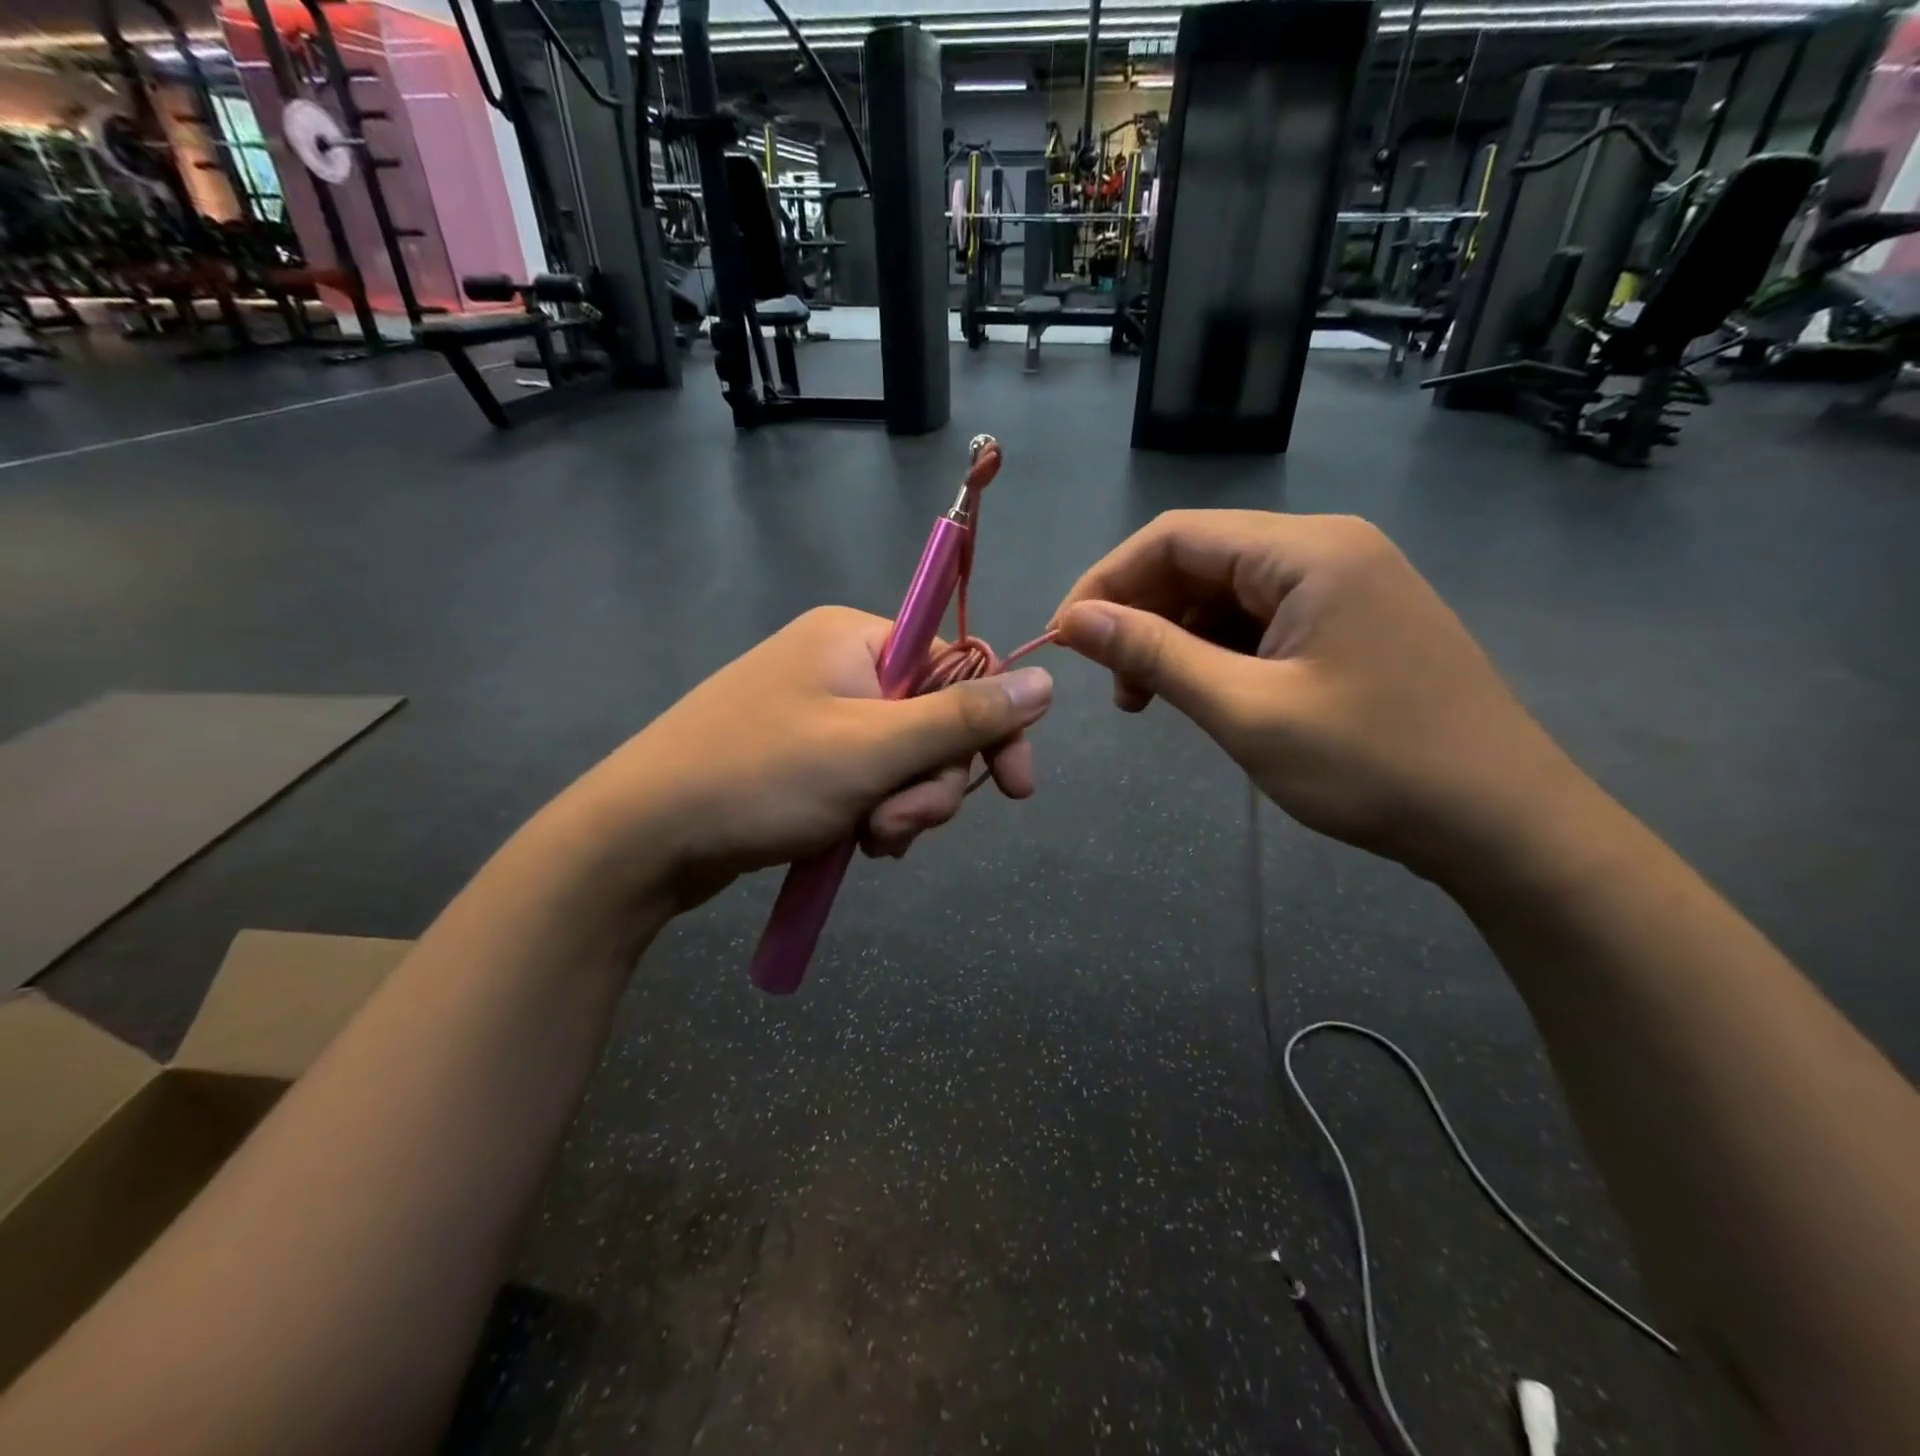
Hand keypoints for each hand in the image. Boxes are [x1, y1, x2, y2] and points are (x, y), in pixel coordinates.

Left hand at [564, 606, 1052, 908]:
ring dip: (903, 807)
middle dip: (929, 783)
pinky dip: (874, 814)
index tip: (1015, 789)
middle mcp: (840, 666)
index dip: (992, 728)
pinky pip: (869, 781)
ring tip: (870, 841)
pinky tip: (856, 844)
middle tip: (898, 825)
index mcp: (856, 639)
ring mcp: (819, 714)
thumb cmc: (759, 778)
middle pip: (932, 722)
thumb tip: (1047, 681)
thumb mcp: (872, 749)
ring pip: (903, 761)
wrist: (642, 838)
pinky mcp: (804, 759)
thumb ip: (963, 717)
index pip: (958, 668)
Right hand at [1052, 511, 1581, 881]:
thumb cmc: (1374, 765)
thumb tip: (1074, 620)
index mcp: (1308, 551)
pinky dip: (1217, 652)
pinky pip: (1261, 620)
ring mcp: (1345, 584)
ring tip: (1151, 699)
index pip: (1175, 537)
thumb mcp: (1248, 711)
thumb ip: (1155, 655)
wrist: (1504, 823)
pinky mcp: (1351, 622)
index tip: (1065, 639)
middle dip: (1142, 615)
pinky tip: (1206, 694)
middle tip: (1116, 686)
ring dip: (1176, 638)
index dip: (1107, 582)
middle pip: (1201, 560)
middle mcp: (1328, 548)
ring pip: (1227, 593)